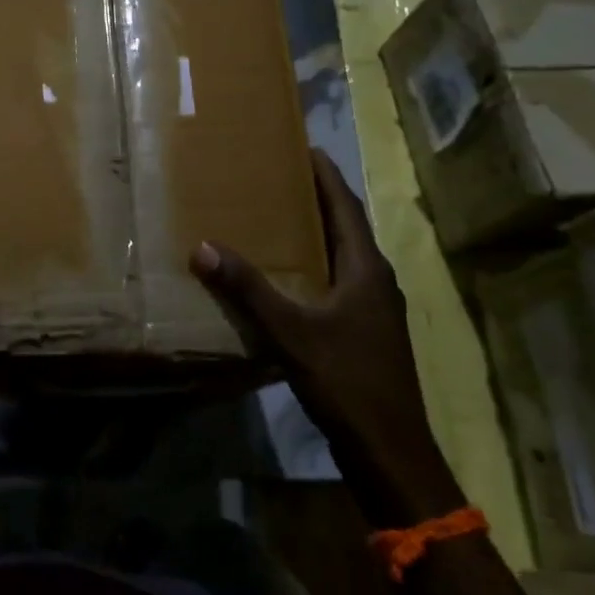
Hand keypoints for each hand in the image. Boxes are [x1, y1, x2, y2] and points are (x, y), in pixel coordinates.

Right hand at [191, 150, 463, 527]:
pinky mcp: (366, 332)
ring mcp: (374, 309)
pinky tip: (288, 277)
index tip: (302, 145)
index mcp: (366, 269)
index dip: (324, 174)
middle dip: (315, 199)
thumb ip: (249, 289)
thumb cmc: (347, 380)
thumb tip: (204, 247)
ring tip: (277, 217)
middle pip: (345, 226)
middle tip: (277, 177)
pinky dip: (314, 267)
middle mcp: (376, 281)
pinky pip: (338, 283)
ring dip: (315, 233)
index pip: (344, 205)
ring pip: (342, 257)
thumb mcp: (291, 332)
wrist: (390, 449)